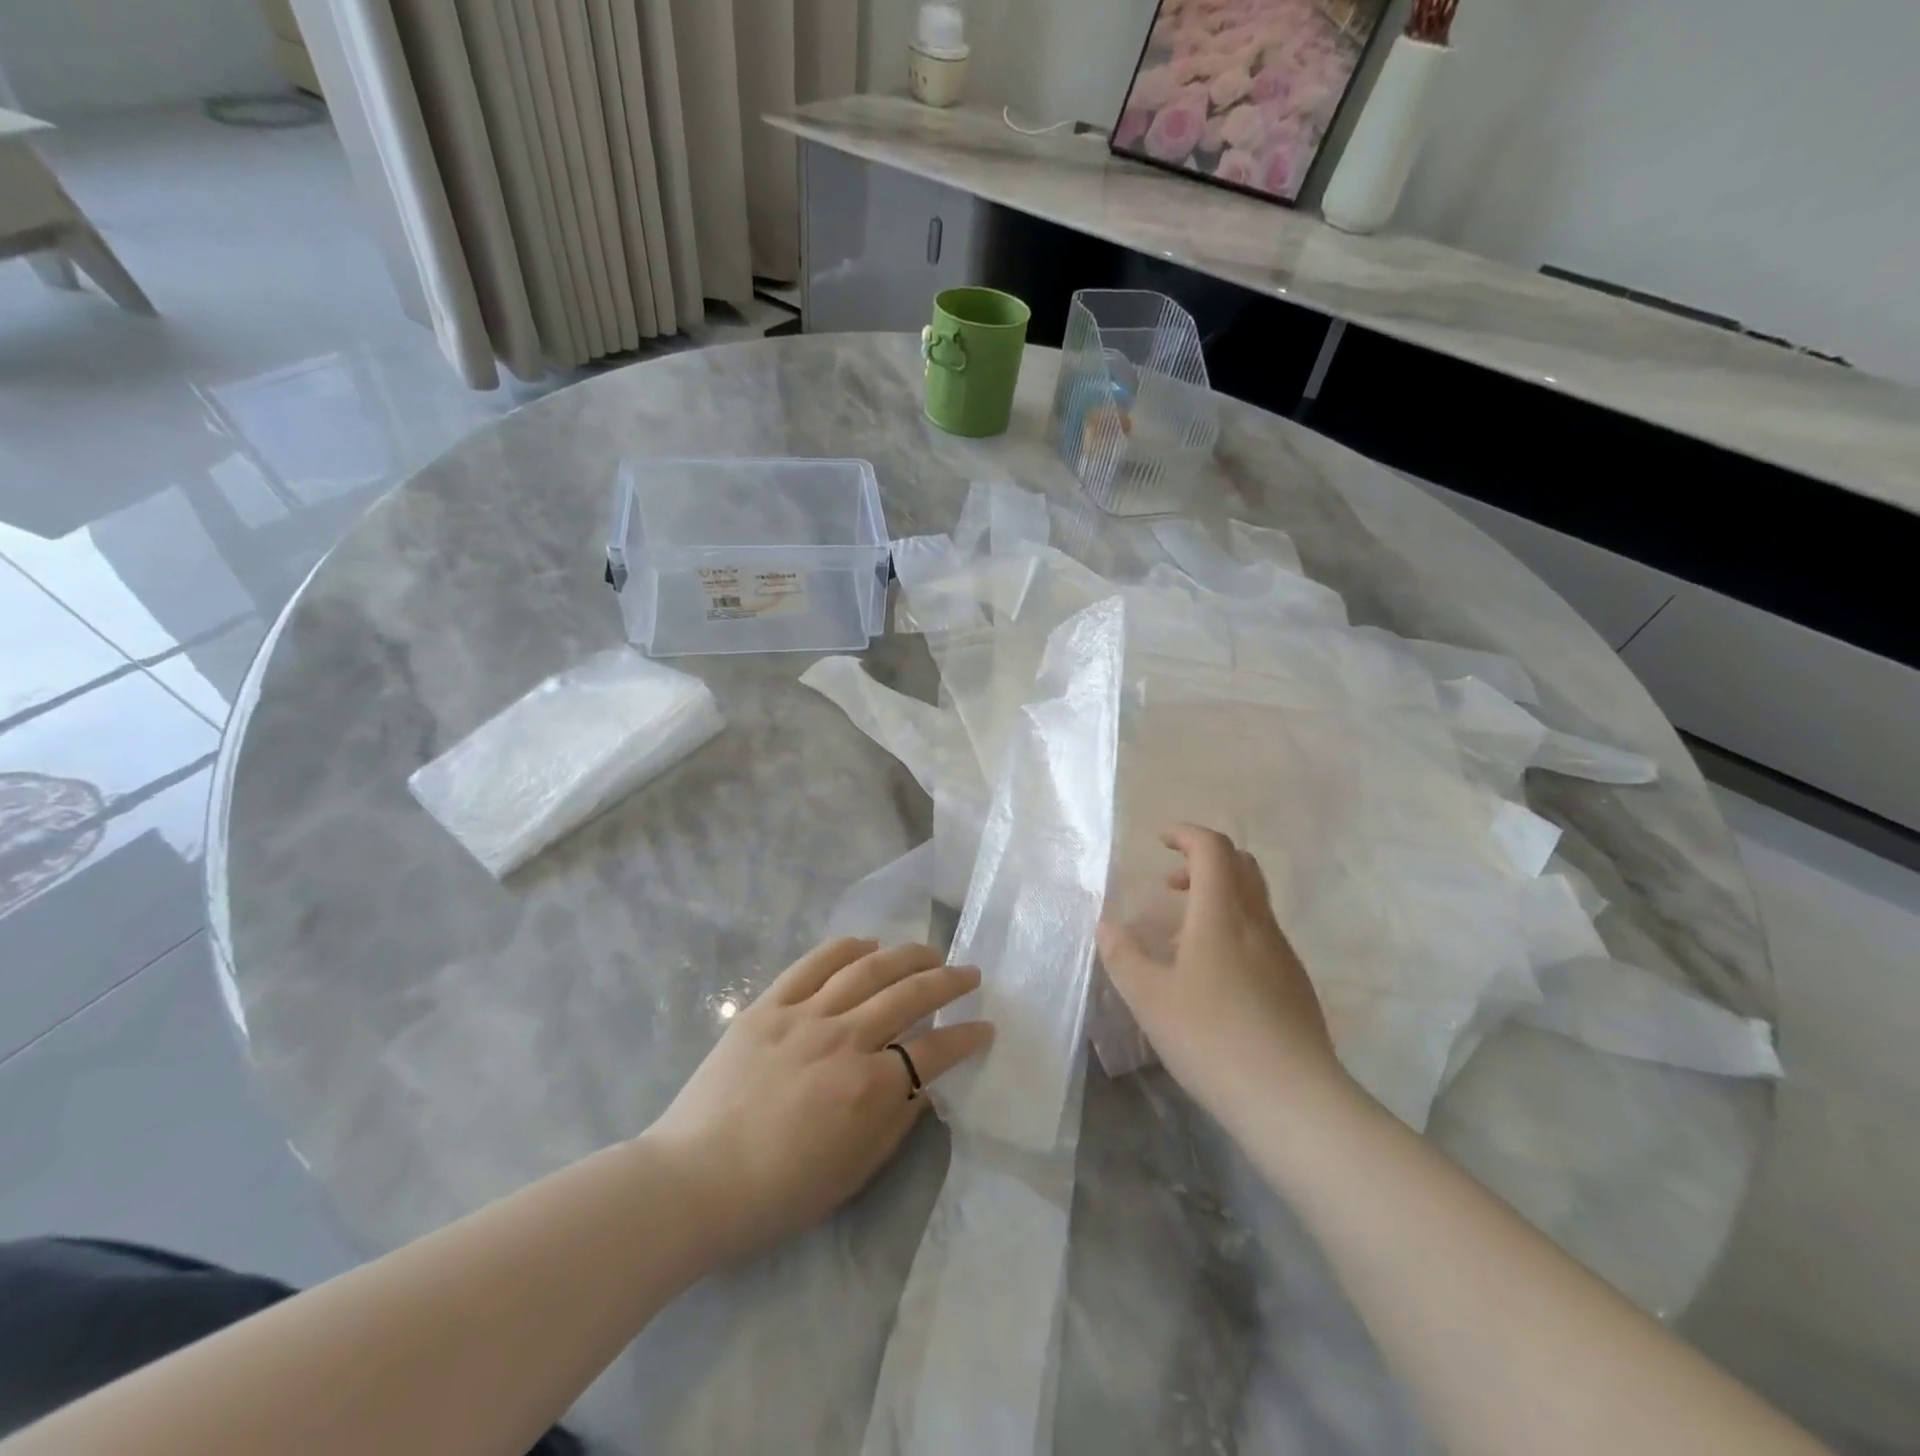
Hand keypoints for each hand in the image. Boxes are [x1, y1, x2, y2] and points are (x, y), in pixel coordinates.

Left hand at [646, 938, 991, 1264]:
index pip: (934, 1050)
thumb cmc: (775, 1193)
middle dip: (948, 982)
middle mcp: (844, 1039)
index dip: (966, 1036)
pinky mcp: (769, 1004)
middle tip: (969, 974)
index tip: (985, 1027)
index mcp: (868, 1088)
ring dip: (906, 955)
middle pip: (909, 995)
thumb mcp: (851, 1174)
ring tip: (929, 951)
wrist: (692, 1182)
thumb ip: (895, 1124)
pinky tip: (867, 944)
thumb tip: (922, 1086)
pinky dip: (846, 948)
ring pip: (868, 969)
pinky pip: (815, 963)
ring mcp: (804, 1016)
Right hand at [1096, 825, 1345, 1127]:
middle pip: (1241, 865)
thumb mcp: (1149, 998)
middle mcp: (1257, 923)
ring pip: (1254, 901)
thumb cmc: (1211, 1038)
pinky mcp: (1295, 984)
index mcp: (1221, 914)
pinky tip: (1212, 975)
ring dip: (1218, 897)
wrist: (1293, 1100)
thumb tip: (1106, 926)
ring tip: (1183, 934)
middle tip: (1171, 884)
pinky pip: (1262, 934)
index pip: (1212, 848)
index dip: (1186, 834)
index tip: (1160, 841)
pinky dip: (1234, 929)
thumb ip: (1123, 956)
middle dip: (1204, 861)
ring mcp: (1282, 954)